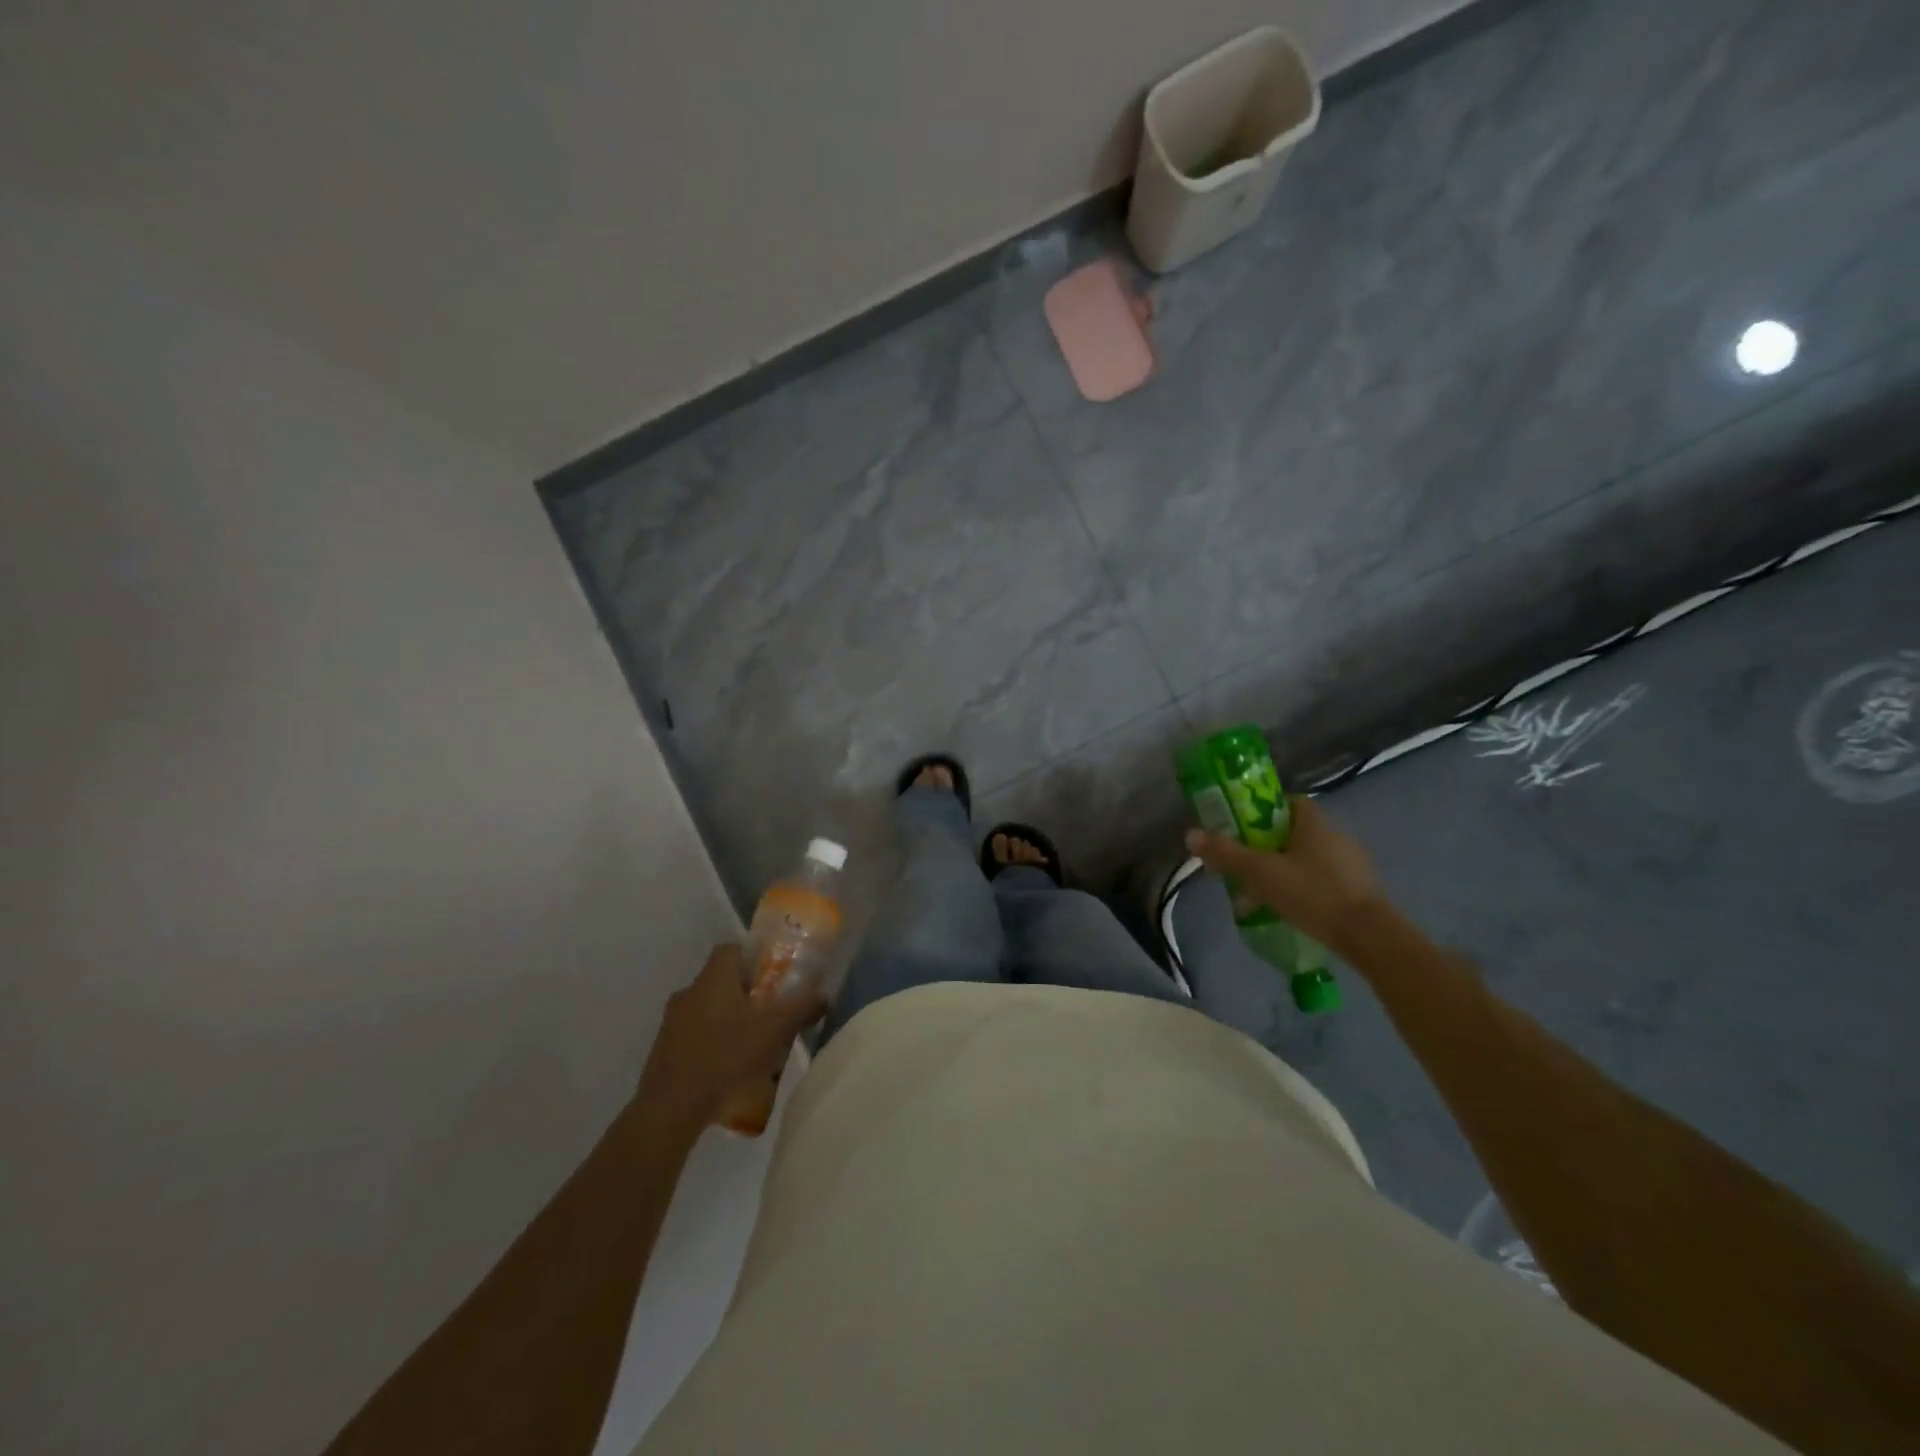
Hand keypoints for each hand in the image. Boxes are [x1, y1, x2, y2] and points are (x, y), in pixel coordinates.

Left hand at [637, 944, 827, 1130]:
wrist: (671, 1108)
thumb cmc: (726, 1055)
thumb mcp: (775, 1029)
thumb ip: (802, 1008)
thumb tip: (825, 996)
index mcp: (713, 978)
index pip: (731, 949)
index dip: (754, 957)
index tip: (773, 976)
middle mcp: (689, 992)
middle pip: (722, 981)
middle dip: (746, 994)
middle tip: (771, 1012)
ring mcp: (672, 1022)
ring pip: (708, 1010)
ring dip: (729, 1021)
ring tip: (753, 1045)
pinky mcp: (664, 1051)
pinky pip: (695, 1036)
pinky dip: (713, 1045)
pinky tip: (730, 1069)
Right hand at [1186, 795, 1385, 953]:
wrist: (1369, 936)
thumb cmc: (1312, 893)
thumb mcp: (1261, 872)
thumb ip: (1227, 854)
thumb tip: (1191, 835)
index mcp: (1314, 823)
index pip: (1289, 802)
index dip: (1266, 811)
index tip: (1245, 829)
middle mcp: (1337, 835)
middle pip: (1296, 833)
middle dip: (1270, 848)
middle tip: (1247, 866)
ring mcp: (1353, 864)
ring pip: (1310, 860)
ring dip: (1287, 872)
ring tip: (1264, 896)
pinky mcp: (1362, 891)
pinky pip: (1325, 881)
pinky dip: (1306, 890)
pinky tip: (1292, 911)